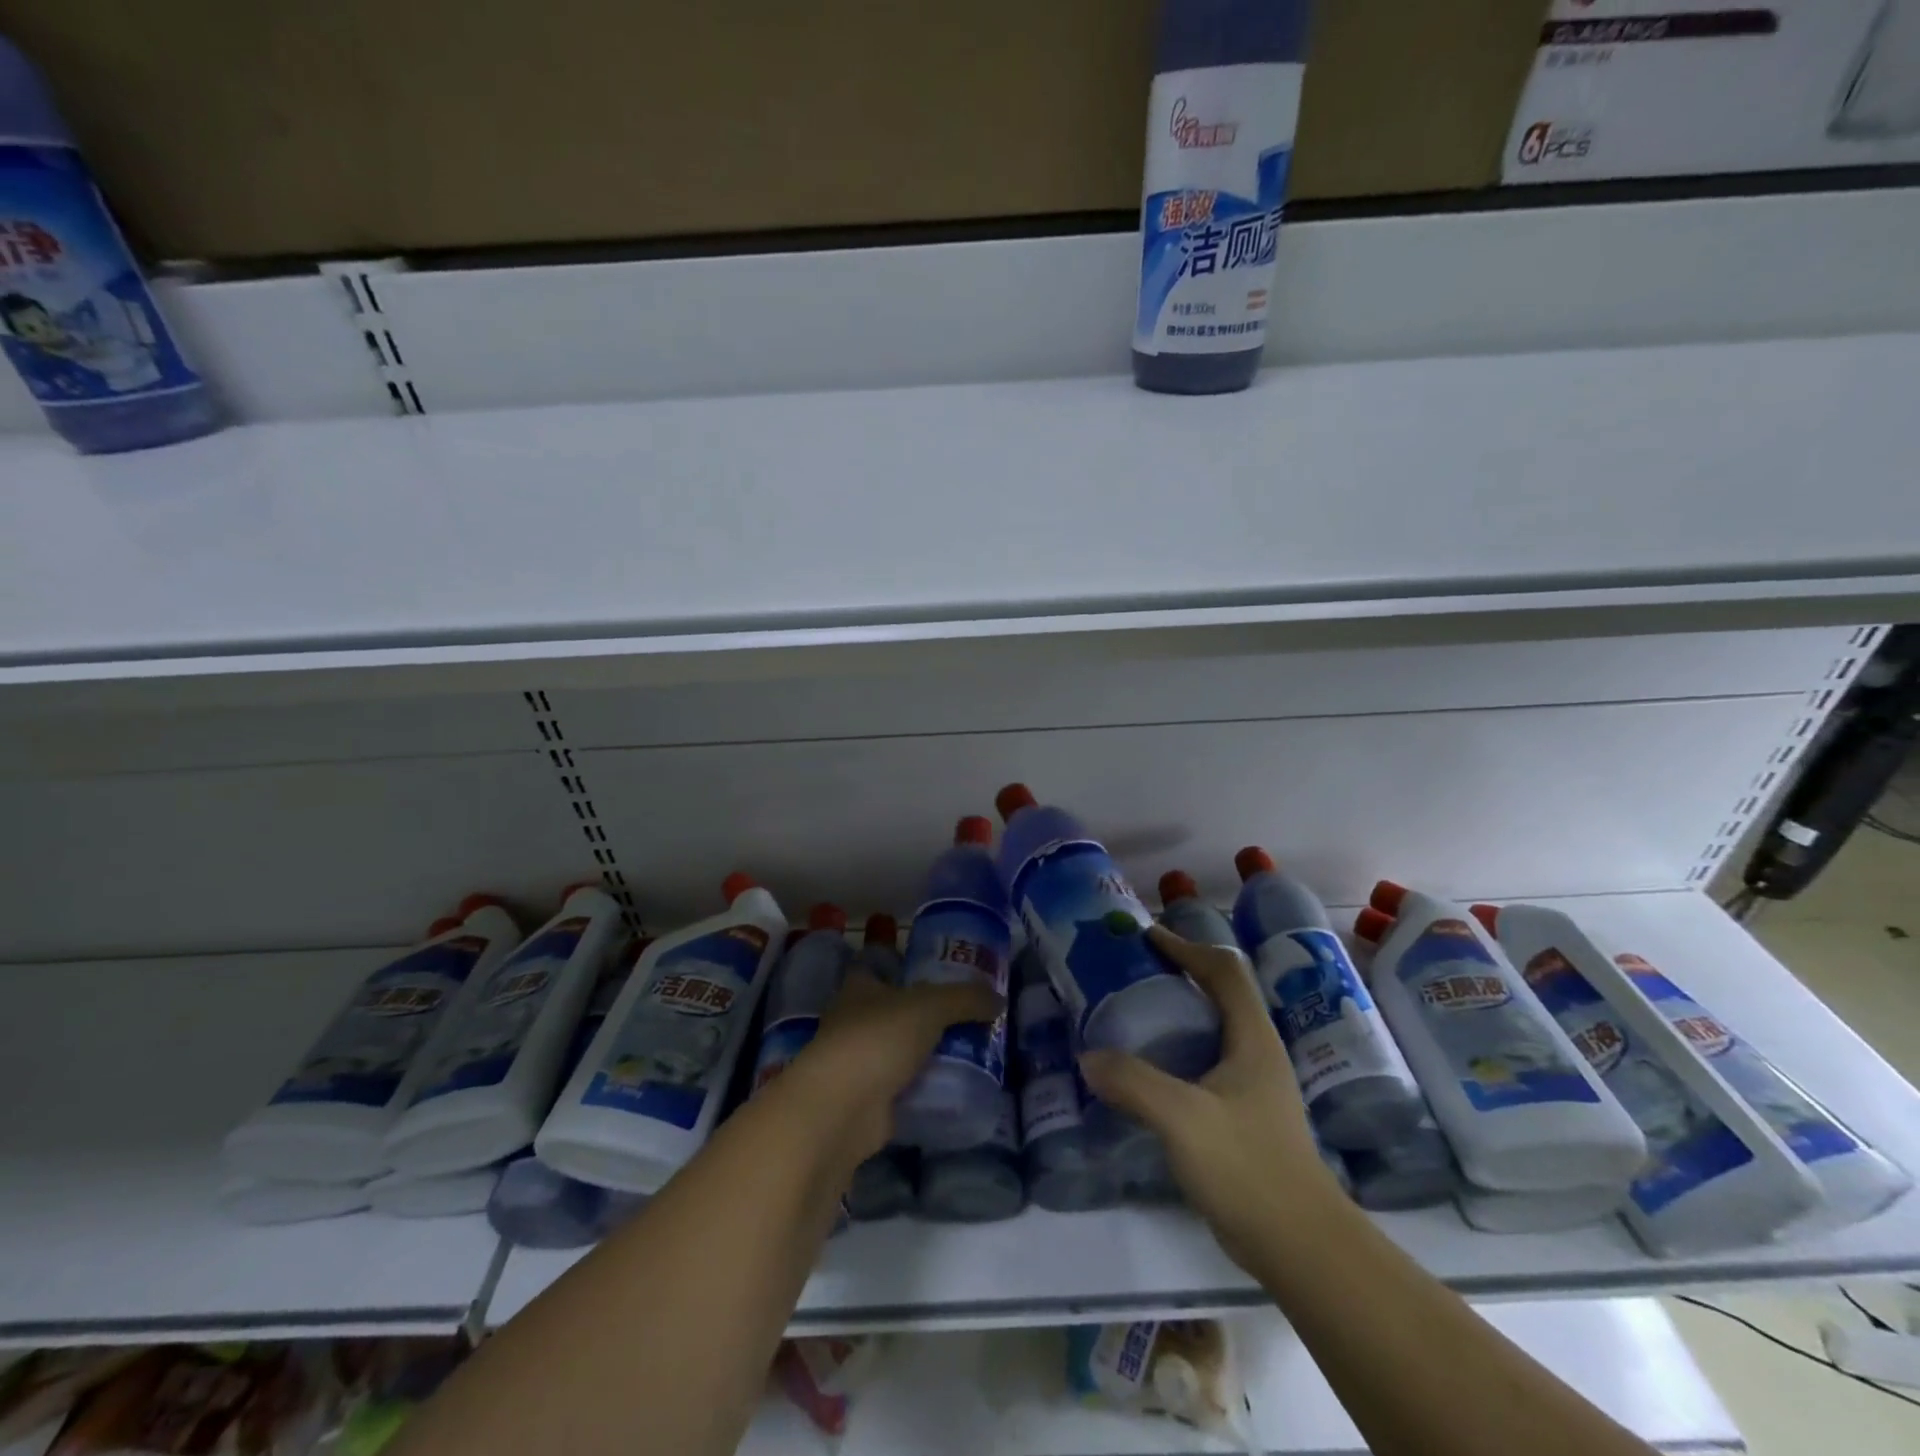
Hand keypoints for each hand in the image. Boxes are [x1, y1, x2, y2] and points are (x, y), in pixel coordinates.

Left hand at [786, 968, 1002, 1160]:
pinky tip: (953, 1090)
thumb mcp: (930, 1006)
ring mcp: (857, 1064)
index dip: (903, 967)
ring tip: (968, 1053)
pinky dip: (922, 1090)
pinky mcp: (867, 1102)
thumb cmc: (878, 1039)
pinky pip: (902, 1089)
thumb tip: (999, 1000)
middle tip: (966, 1017)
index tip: (937, 973)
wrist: (842, 1109)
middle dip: (922, 1016)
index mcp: (859, 988)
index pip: (878, 968)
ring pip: (897, 1052)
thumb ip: (966, 999)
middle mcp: (852, 1022)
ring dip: (923, 1055)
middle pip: (892, 1012)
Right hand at [1079, 925, 1342, 1269]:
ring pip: (1212, 1030)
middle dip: (1177, 974)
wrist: (1301, 1247)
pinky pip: (1205, 1064)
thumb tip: (1088, 1058)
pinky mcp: (1244, 1117)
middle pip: (1219, 994)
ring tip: (1131, 1014)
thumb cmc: (1248, 1168)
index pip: (1223, 971)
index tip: (1146, 937)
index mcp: (1252, 1038)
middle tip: (1130, 973)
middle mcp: (1257, 1053)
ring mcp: (1254, 1087)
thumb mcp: (1182, 1119)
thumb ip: (1133, 1082)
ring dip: (1176, 1014)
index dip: (1186, 947)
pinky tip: (1146, 1071)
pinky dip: (1175, 1052)